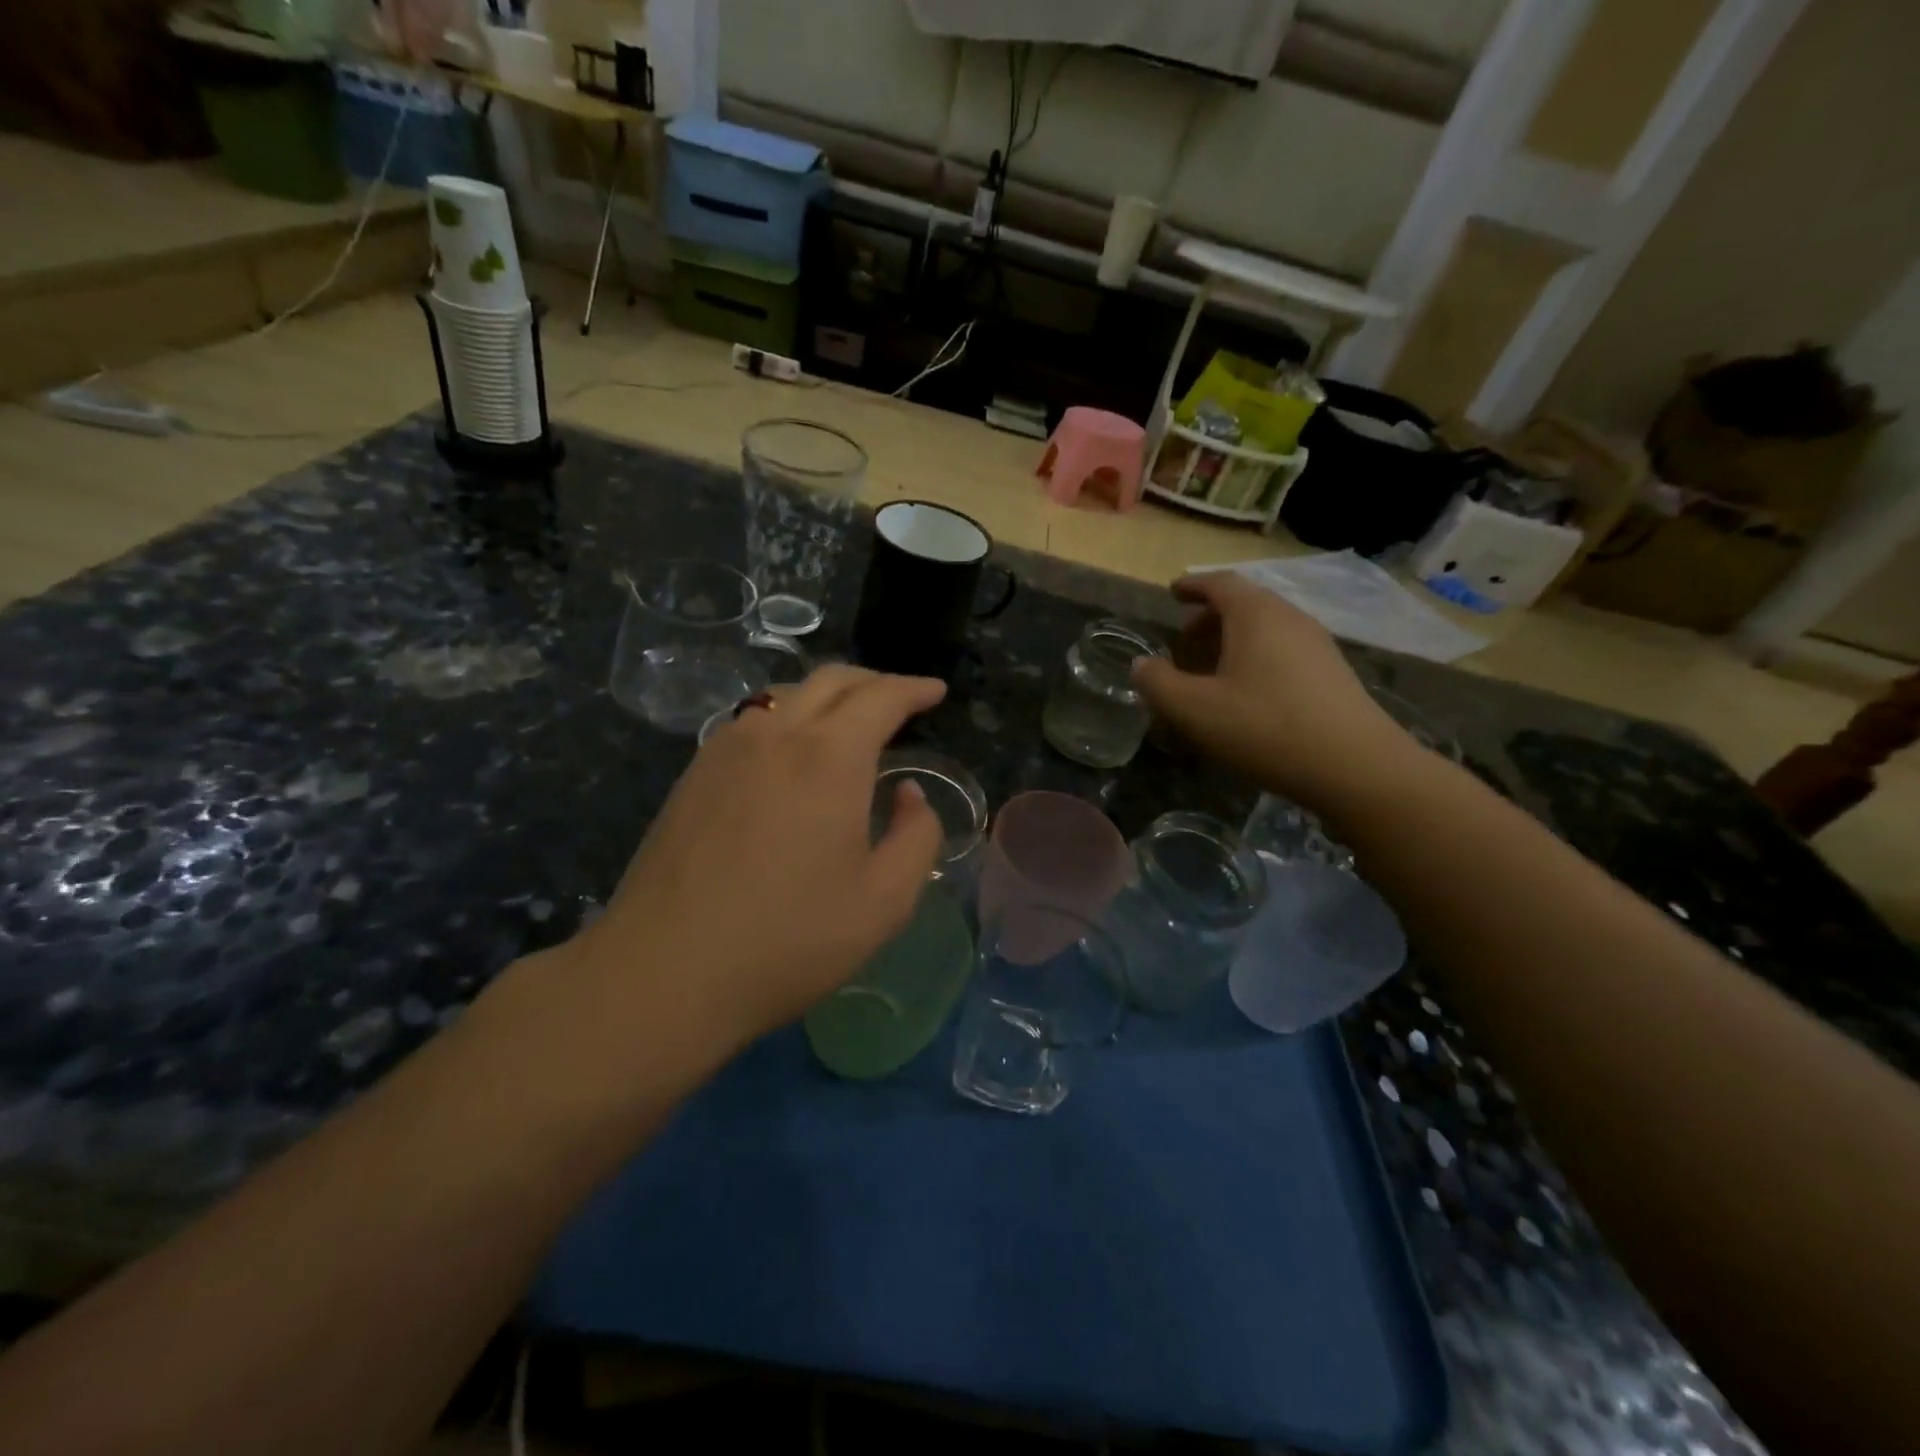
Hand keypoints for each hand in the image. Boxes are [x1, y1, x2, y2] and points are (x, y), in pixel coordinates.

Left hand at [573, 666, 947, 1058]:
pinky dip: (787, 716)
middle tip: (900, 700)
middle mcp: (776, 734)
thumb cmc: (789, 939)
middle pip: (831, 681)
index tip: (936, 690)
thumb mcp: (884, 902)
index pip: (881, 697)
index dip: (914, 688)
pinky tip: (790, 751)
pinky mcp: (693, 773)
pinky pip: (752, 721)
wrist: (665, 972)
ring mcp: (726, 749)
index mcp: (829, 756)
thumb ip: (917, 837)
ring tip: (848, 722)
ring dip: (827, 696)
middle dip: (873, 681)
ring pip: (786, 694)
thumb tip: (908, 793)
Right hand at [1133, 572, 1415, 808]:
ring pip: (1267, 627)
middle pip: (1245, 602)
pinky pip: (1285, 649)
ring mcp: (1317, 644)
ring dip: (1235, 638)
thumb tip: (1140, 664)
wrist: (1355, 766)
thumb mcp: (1194, 710)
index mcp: (1255, 615)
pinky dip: (1258, 656)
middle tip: (1186, 638)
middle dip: (1211, 615)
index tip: (1173, 593)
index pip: (1219, 583)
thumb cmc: (1265, 728)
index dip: (1192, 586)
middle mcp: (1289, 618)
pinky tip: (1248, 692)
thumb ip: (1158, 684)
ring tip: (1213, 667)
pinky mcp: (1332, 672)